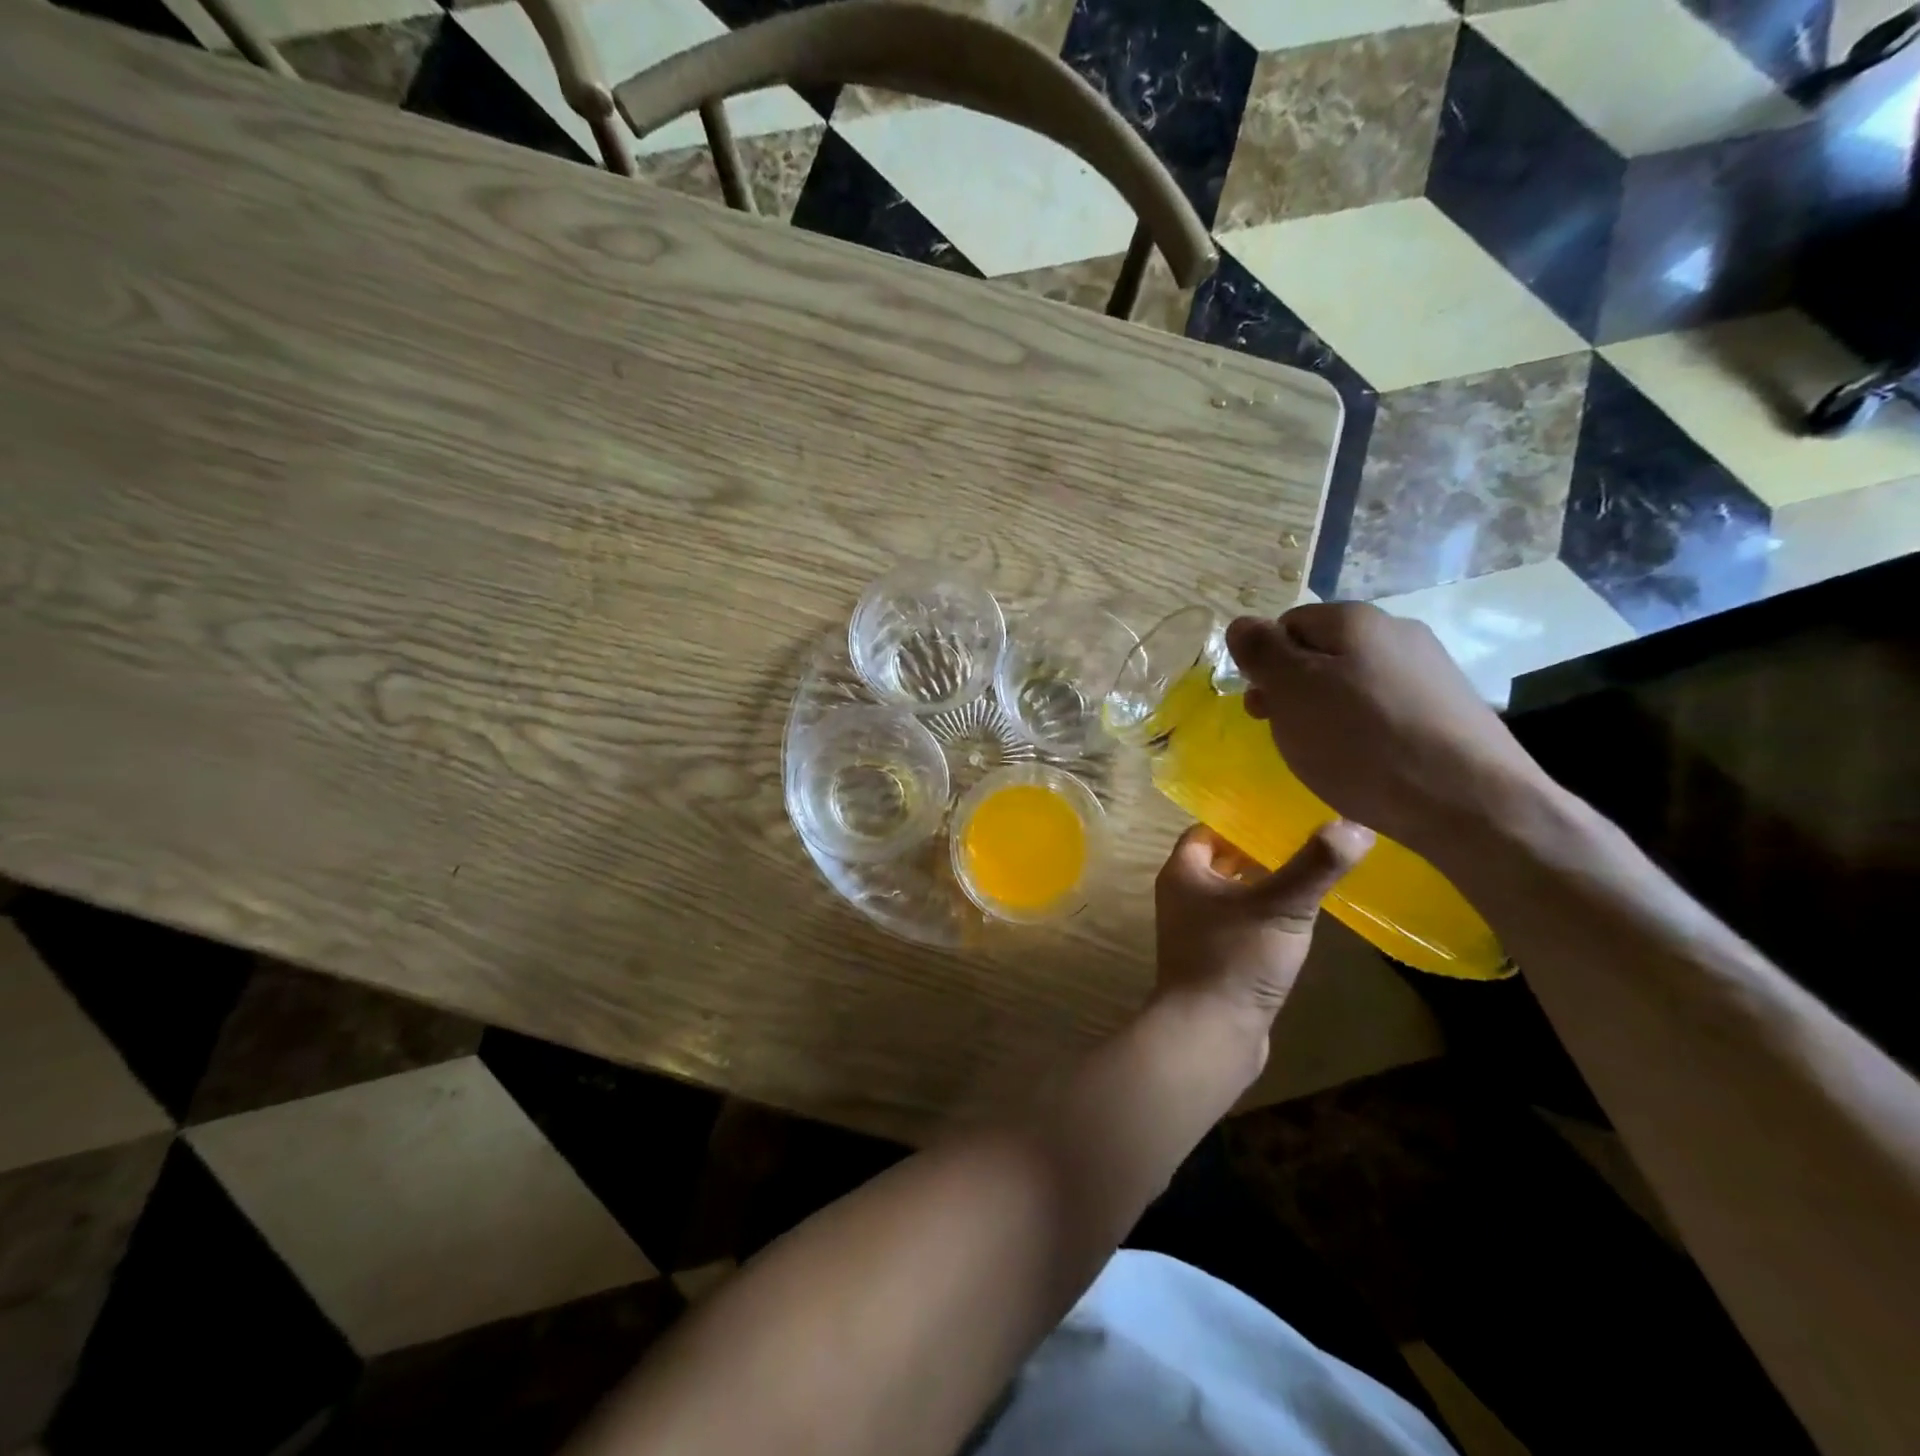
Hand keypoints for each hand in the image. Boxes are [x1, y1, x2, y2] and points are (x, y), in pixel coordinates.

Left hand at [1154, 821, 1372, 1034]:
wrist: (1210, 1034)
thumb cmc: (1235, 959)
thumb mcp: (1281, 906)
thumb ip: (1315, 865)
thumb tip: (1356, 825)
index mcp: (1182, 873)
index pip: (1207, 830)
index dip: (1241, 820)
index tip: (1282, 814)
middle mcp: (1182, 896)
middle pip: (1221, 861)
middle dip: (1257, 851)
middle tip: (1304, 840)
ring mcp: (1196, 930)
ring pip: (1232, 893)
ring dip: (1263, 883)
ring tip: (1309, 873)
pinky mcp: (1215, 959)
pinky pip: (1240, 923)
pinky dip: (1264, 915)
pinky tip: (1298, 919)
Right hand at [1225, 603, 1552, 852]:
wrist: (1472, 803)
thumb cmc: (1364, 743)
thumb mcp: (1293, 692)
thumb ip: (1261, 652)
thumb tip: (1242, 624)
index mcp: (1353, 619)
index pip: (1285, 625)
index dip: (1264, 664)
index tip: (1262, 708)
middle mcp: (1396, 631)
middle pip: (1320, 653)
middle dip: (1293, 690)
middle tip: (1286, 734)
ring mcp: (1429, 669)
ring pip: (1353, 683)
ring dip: (1326, 712)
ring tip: (1326, 755)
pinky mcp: (1449, 708)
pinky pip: (1385, 709)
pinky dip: (1365, 731)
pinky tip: (1368, 763)